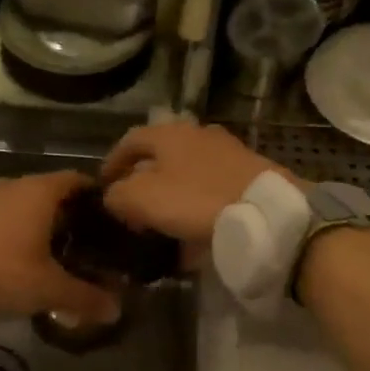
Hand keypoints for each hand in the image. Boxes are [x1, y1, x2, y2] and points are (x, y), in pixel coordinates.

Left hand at [0, 171, 121, 320]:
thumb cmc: (2, 270)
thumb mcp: (48, 288)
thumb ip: (84, 297)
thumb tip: (115, 311)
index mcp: (41, 190)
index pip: (80, 180)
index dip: (98, 197)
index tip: (112, 220)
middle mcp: (17, 184)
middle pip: (55, 193)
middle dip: (74, 216)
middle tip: (92, 242)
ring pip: (29, 204)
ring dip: (45, 224)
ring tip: (63, 252)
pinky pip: (8, 215)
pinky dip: (22, 230)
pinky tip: (28, 256)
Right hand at [100, 124, 297, 242]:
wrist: (266, 213)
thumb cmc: (195, 200)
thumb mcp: (142, 198)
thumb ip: (118, 195)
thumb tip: (114, 196)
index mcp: (169, 133)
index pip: (130, 140)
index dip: (112, 162)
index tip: (103, 186)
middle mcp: (198, 135)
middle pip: (160, 156)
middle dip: (143, 181)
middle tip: (131, 208)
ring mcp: (227, 153)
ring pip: (187, 174)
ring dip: (171, 197)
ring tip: (161, 225)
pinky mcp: (248, 176)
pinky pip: (211, 191)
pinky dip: (196, 209)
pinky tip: (194, 237)